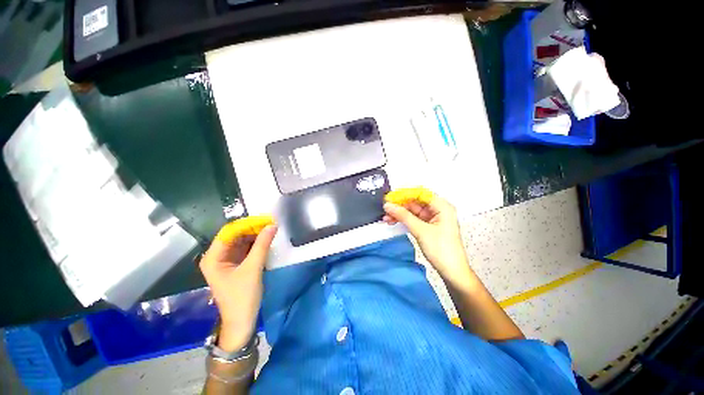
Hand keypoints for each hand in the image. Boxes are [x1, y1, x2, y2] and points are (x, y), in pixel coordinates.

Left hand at [199, 218, 276, 351]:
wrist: (242, 321)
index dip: (247, 224)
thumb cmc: (242, 296)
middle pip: (236, 235)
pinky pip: (246, 249)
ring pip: (242, 241)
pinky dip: (256, 243)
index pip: (230, 232)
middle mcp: (218, 256)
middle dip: (253, 228)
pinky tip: (267, 240)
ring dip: (256, 235)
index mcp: (213, 257)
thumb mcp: (253, 268)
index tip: (266, 220)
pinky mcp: (236, 265)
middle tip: (272, 224)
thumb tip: (272, 225)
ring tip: (272, 230)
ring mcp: (227, 260)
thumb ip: (262, 245)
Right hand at [383, 190, 470, 284]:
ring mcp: (433, 218)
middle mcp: (438, 209)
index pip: (420, 193)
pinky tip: (393, 221)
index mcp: (442, 206)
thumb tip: (388, 205)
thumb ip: (403, 216)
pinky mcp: (428, 226)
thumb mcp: (420, 230)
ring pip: (413, 211)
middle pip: (415, 202)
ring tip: (386, 217)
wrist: (452, 272)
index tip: (390, 197)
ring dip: (400, 213)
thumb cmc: (441, 249)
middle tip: (386, 209)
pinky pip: (413, 219)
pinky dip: (404, 220)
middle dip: (400, 205)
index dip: (404, 194)